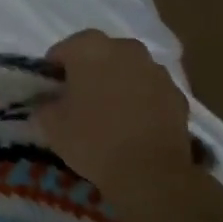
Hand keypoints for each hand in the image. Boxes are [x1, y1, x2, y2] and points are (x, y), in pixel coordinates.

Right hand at [34, 30, 201, 221]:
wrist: (150, 173)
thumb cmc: (92, 140)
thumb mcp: (49, 124)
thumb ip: (44, 104)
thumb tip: (50, 103)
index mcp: (89, 48)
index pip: (63, 50)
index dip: (54, 71)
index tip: (52, 93)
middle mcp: (125, 48)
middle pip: (99, 54)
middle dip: (89, 71)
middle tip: (80, 100)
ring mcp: (156, 70)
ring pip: (128, 70)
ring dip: (118, 83)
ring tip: (110, 114)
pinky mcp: (178, 95)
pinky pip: (151, 91)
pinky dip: (142, 100)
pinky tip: (135, 126)